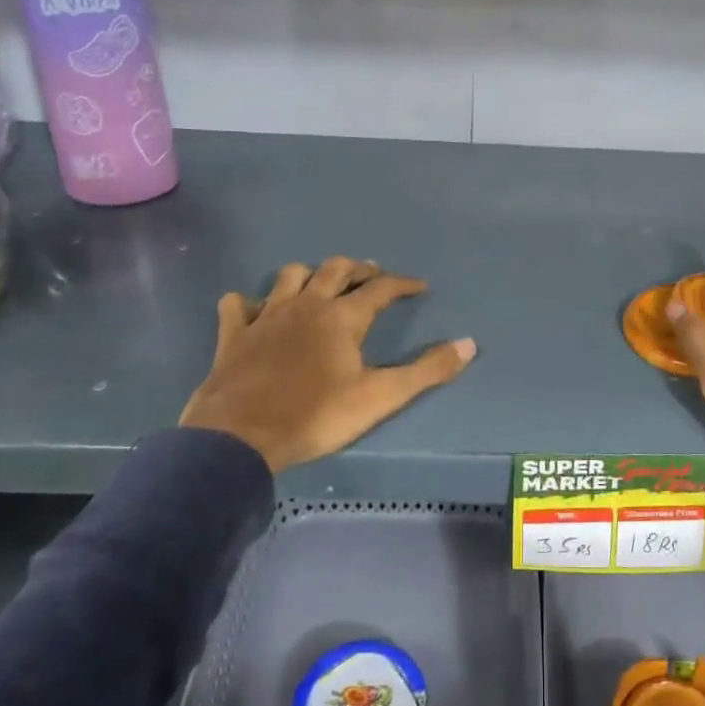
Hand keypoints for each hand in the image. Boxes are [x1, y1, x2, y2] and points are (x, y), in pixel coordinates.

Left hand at [180, 256, 476, 471]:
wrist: (241, 436)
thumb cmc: (316, 415)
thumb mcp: (381, 396)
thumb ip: (427, 370)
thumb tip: (469, 344)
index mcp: (343, 317)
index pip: (381, 288)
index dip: (403, 284)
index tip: (420, 286)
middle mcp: (306, 305)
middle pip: (335, 269)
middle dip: (358, 269)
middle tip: (372, 275)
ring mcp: (266, 316)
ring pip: (289, 276)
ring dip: (309, 274)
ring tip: (320, 284)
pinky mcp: (234, 334)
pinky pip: (238, 304)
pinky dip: (250, 302)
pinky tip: (255, 309)